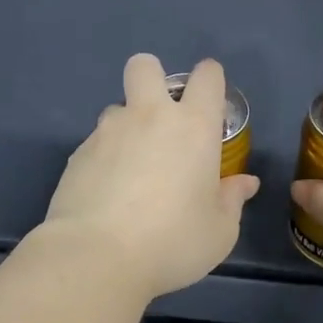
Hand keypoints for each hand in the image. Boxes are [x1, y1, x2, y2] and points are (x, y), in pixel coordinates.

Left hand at [40, 54, 260, 302]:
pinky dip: (105, 158)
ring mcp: (108, 131)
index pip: (207, 77)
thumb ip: (232, 199)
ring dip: (127, 126)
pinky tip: (107, 193)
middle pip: (145, 66)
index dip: (211, 79)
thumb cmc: (172, 241)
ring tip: (132, 168)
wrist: (97, 256)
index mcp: (193, 126)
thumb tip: (245, 182)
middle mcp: (149, 116)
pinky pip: (96, 142)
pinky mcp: (78, 153)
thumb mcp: (219, 231)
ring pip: (117, 107)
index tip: (210, 100)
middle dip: (153, 77)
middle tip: (160, 116)